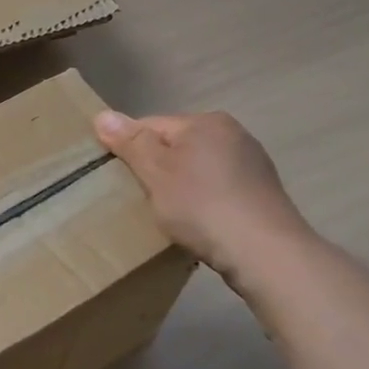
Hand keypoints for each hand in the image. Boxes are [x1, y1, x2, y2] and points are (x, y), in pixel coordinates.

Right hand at [93, 109, 314, 283]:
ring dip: (180, 187)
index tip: (118, 179)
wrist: (266, 254)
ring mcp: (252, 164)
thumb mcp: (156, 172)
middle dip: (156, 170)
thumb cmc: (202, 206)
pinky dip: (203, 202)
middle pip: (175, 147)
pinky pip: (218, 190)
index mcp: (206, 122)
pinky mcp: (262, 194)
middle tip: (140, 200)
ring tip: (169, 216)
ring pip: (197, 170)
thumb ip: (130, 143)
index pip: (151, 126)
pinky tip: (198, 224)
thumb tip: (102, 115)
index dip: (129, 150)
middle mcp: (233, 134)